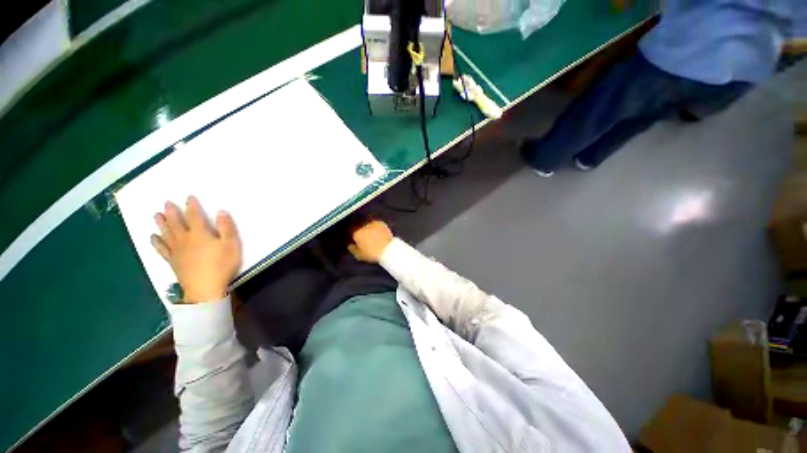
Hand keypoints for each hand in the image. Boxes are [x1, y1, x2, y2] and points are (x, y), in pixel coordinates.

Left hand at [151, 196, 241, 302]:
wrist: (205, 287)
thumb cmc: (221, 265)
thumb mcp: (231, 245)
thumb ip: (227, 228)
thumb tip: (221, 211)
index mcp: (200, 234)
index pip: (195, 216)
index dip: (192, 206)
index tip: (188, 197)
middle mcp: (185, 239)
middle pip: (176, 223)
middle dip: (171, 212)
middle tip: (166, 202)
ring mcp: (176, 250)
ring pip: (166, 233)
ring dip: (161, 223)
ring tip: (156, 215)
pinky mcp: (172, 261)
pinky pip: (161, 249)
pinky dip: (156, 242)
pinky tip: (153, 237)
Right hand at [348, 220, 392, 262]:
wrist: (387, 249)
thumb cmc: (372, 253)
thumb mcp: (359, 255)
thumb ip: (352, 249)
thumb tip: (350, 245)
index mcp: (356, 233)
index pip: (351, 231)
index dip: (353, 235)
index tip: (355, 239)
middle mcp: (363, 226)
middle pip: (359, 227)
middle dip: (360, 231)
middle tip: (365, 237)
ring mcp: (372, 223)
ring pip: (367, 224)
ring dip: (368, 228)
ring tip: (372, 234)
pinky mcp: (380, 223)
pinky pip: (375, 223)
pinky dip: (375, 227)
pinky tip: (377, 232)